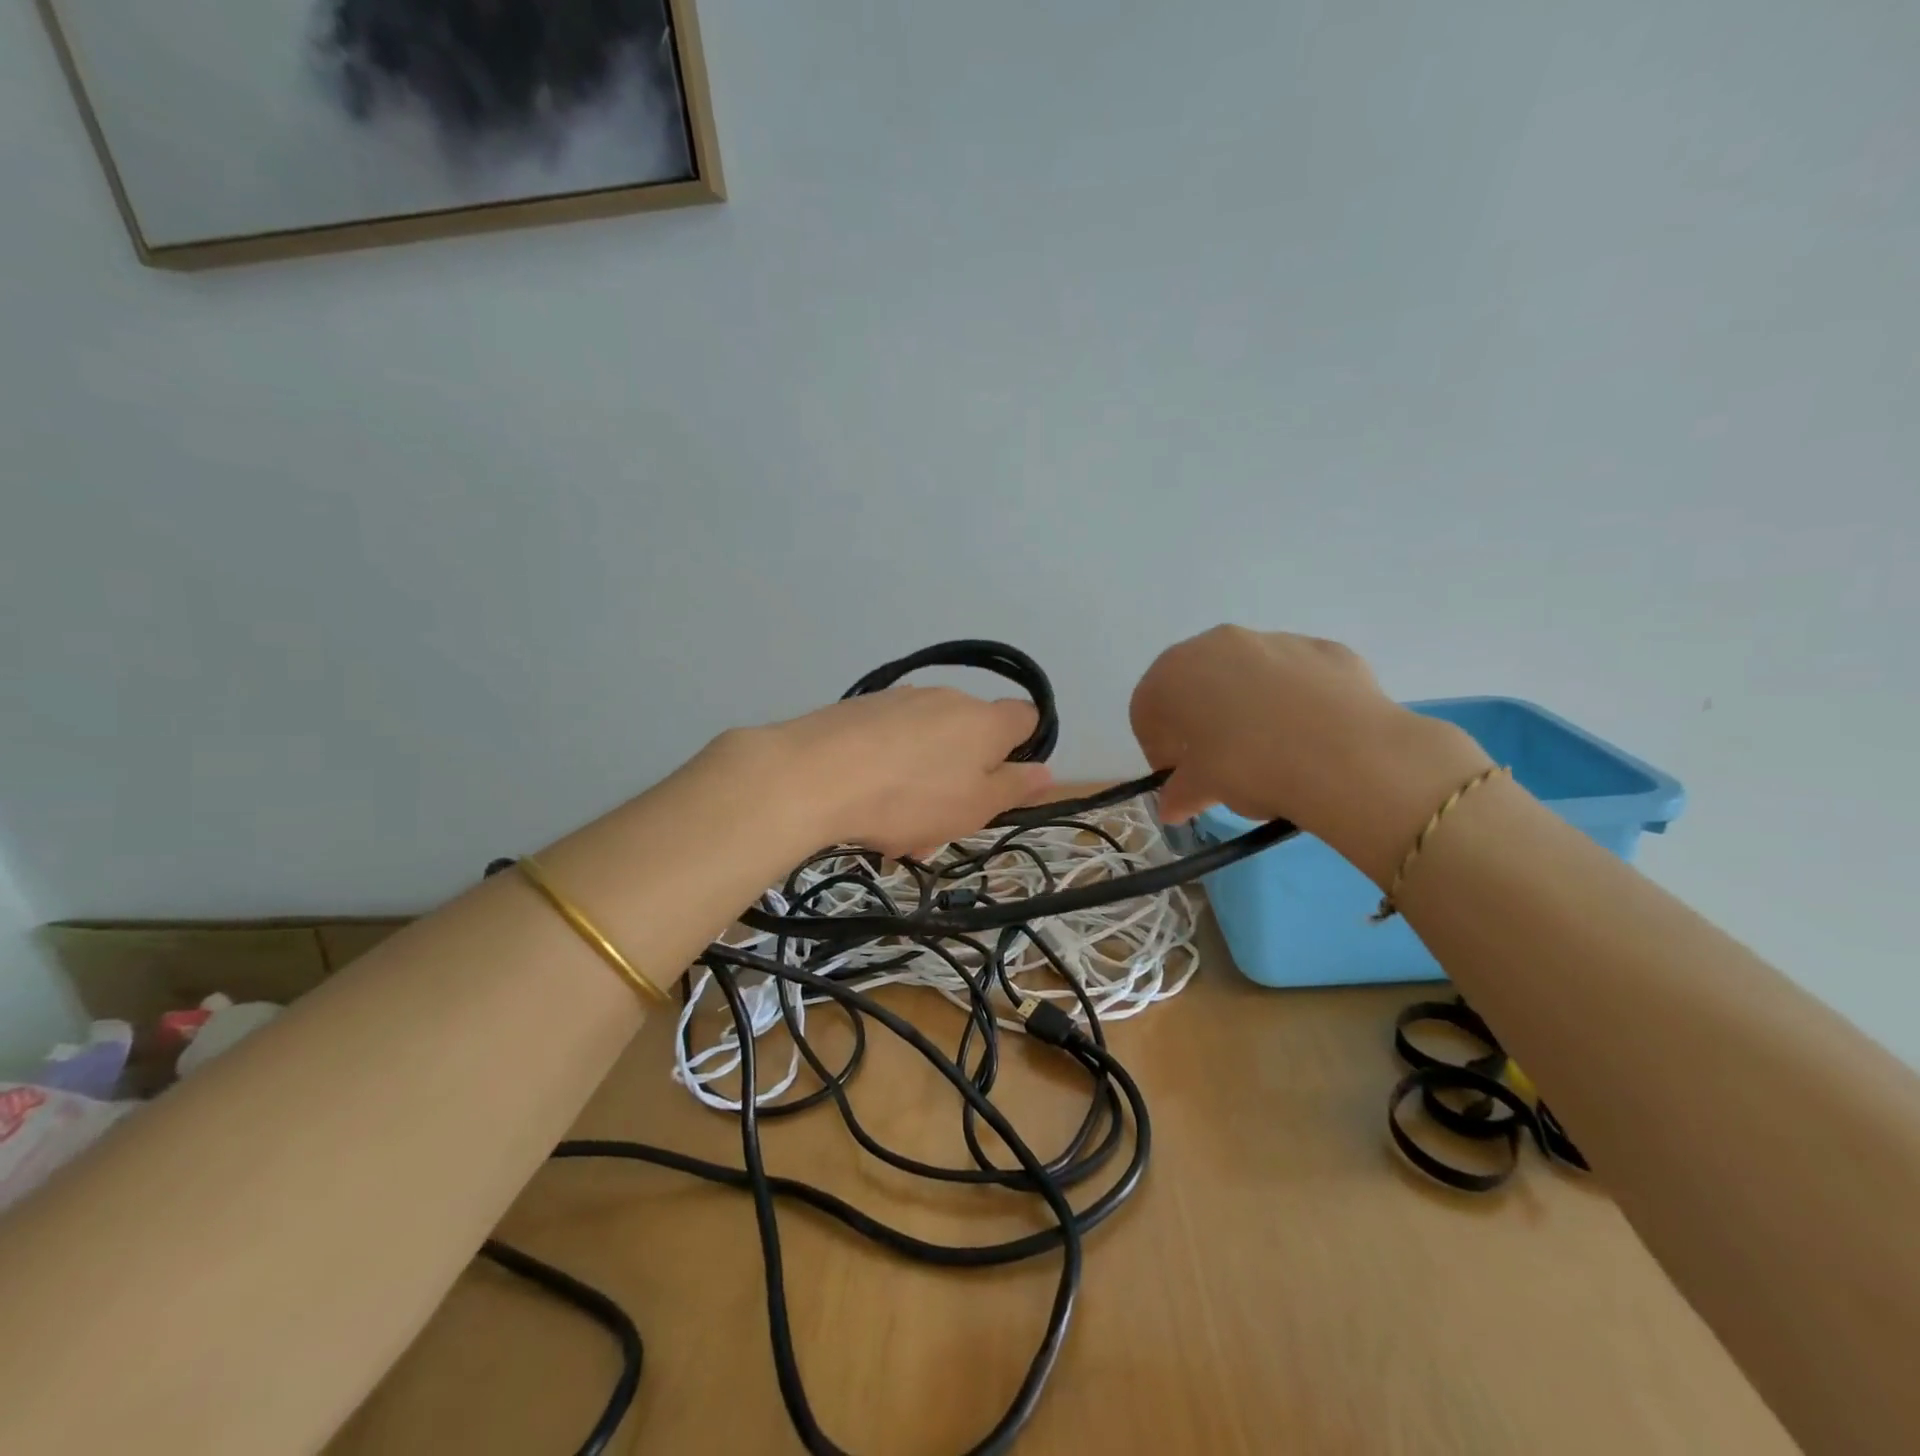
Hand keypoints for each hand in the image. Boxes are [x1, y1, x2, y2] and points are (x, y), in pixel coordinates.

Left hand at [746, 688, 1053, 856]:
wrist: (812, 774)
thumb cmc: (908, 799)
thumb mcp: (973, 808)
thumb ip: (1012, 787)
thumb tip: (1044, 770)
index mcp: (985, 721)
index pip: (1027, 717)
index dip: (1023, 748)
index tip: (1002, 782)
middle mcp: (948, 699)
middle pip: (971, 736)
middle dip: (962, 778)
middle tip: (938, 826)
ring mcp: (901, 699)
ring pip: (928, 744)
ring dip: (922, 781)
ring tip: (893, 828)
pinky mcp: (860, 707)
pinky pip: (891, 740)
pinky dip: (888, 768)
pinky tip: (863, 803)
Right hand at [1129, 626, 1489, 873]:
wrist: (1344, 754)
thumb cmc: (1248, 766)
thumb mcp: (1203, 789)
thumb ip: (1180, 793)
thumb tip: (1171, 807)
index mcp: (1173, 675)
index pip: (1147, 710)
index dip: (1158, 746)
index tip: (1176, 776)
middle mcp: (1216, 644)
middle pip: (1196, 684)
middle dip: (1200, 720)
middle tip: (1217, 761)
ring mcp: (1273, 639)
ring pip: (1247, 675)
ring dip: (1247, 706)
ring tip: (1270, 749)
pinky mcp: (1322, 649)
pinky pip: (1295, 677)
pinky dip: (1294, 700)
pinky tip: (1309, 734)